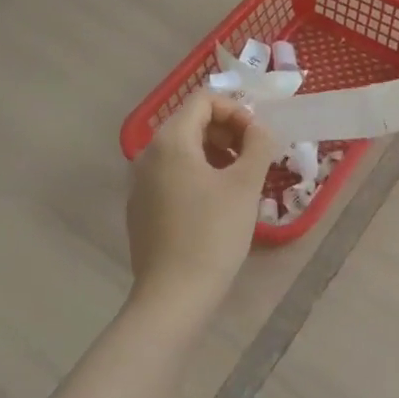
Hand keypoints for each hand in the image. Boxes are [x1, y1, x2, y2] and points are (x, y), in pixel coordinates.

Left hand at [127, 92, 276, 310]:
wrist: (173, 297)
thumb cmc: (213, 233)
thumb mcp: (245, 184)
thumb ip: (258, 144)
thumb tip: (259, 128)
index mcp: (170, 141)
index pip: (203, 100)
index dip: (236, 110)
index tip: (258, 137)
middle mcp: (147, 155)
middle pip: (191, 122)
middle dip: (227, 131)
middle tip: (254, 156)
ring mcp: (139, 183)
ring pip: (182, 150)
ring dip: (216, 153)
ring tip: (241, 179)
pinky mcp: (141, 208)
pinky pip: (172, 175)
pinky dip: (199, 174)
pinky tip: (218, 203)